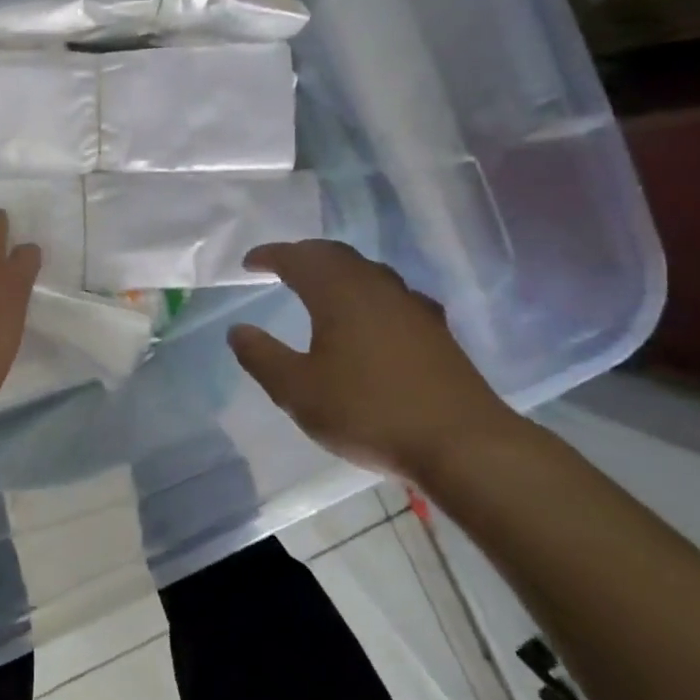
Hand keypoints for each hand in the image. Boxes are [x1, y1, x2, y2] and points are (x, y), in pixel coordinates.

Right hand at [228, 240, 522, 481]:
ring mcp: (411, 305)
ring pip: (367, 271)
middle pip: (335, 255)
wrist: (461, 443)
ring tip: (320, 286)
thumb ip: (262, 357)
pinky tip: (371, 315)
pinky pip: (392, 294)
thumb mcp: (299, 391)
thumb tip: (238, 331)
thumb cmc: (369, 412)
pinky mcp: (435, 329)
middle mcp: (376, 287)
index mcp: (339, 293)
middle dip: (304, 256)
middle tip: (281, 266)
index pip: (298, 258)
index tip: (250, 263)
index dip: (271, 256)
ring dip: (337, 271)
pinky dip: (367, 293)